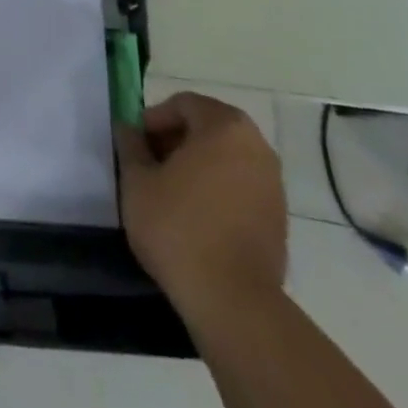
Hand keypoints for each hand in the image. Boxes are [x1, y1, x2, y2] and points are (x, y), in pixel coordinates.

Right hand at [115, 92, 287, 326]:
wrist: (233, 302)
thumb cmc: (179, 228)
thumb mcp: (137, 181)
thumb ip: (130, 145)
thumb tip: (128, 128)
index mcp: (224, 126)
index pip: (183, 104)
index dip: (154, 120)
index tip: (135, 146)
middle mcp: (256, 146)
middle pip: (207, 128)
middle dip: (175, 141)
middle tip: (149, 167)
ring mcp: (272, 184)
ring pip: (225, 158)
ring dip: (196, 166)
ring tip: (169, 194)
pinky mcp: (279, 218)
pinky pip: (240, 187)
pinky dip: (217, 190)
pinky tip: (195, 218)